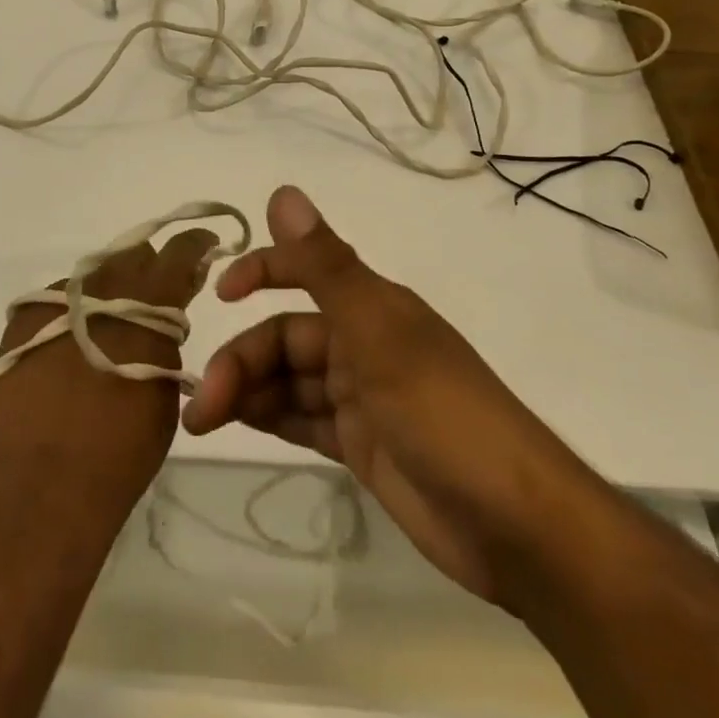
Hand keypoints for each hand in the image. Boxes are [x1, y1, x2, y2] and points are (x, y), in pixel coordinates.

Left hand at [0, 228, 218, 512]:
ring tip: (107, 330)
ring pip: (93, 277)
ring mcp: (56, 302)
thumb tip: (164, 316)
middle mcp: (101, 289)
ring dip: (109, 293)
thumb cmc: (121, 450)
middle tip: (155, 299)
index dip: (194, 245)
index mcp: (145, 303)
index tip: (204, 247)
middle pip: (132, 256)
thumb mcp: (165, 388)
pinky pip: (58, 301)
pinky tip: (71, 348)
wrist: (42, 489)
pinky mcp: (21, 320)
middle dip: (150, 270)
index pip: (178, 252)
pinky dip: (74, 314)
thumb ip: (166, 338)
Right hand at [182, 186, 575, 604]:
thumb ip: (325, 266)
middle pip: (285, 339)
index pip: (304, 271)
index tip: (219, 294)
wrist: (516, 526)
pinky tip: (238, 425)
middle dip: (241, 361)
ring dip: (246, 392)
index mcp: (372, 307)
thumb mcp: (379, 335)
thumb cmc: (445, 415)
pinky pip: (303, 419)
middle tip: (202, 406)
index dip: (261, 272)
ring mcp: (362, 397)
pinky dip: (271, 417)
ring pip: (289, 381)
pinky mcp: (362, 445)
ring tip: (205, 421)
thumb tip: (282, 191)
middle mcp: (364, 343)